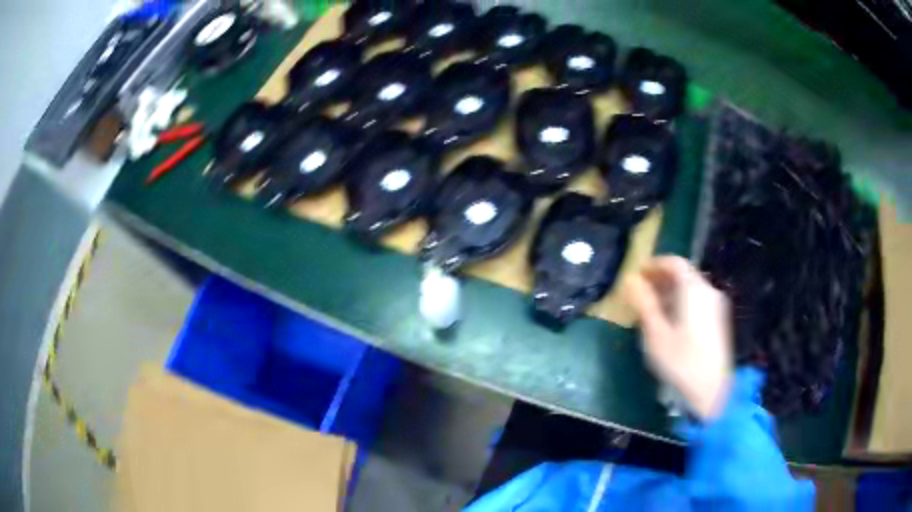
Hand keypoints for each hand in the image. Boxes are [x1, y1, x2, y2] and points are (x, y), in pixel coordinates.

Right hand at [623, 256, 732, 420]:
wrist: (712, 391)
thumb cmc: (681, 361)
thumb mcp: (656, 334)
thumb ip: (644, 303)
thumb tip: (630, 281)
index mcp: (694, 290)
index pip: (674, 263)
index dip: (655, 264)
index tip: (638, 273)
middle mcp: (709, 291)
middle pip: (684, 275)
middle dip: (661, 280)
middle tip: (641, 292)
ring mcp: (717, 306)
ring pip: (691, 289)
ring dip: (670, 293)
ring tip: (651, 309)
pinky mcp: (719, 320)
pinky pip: (698, 301)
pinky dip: (682, 303)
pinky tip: (670, 322)